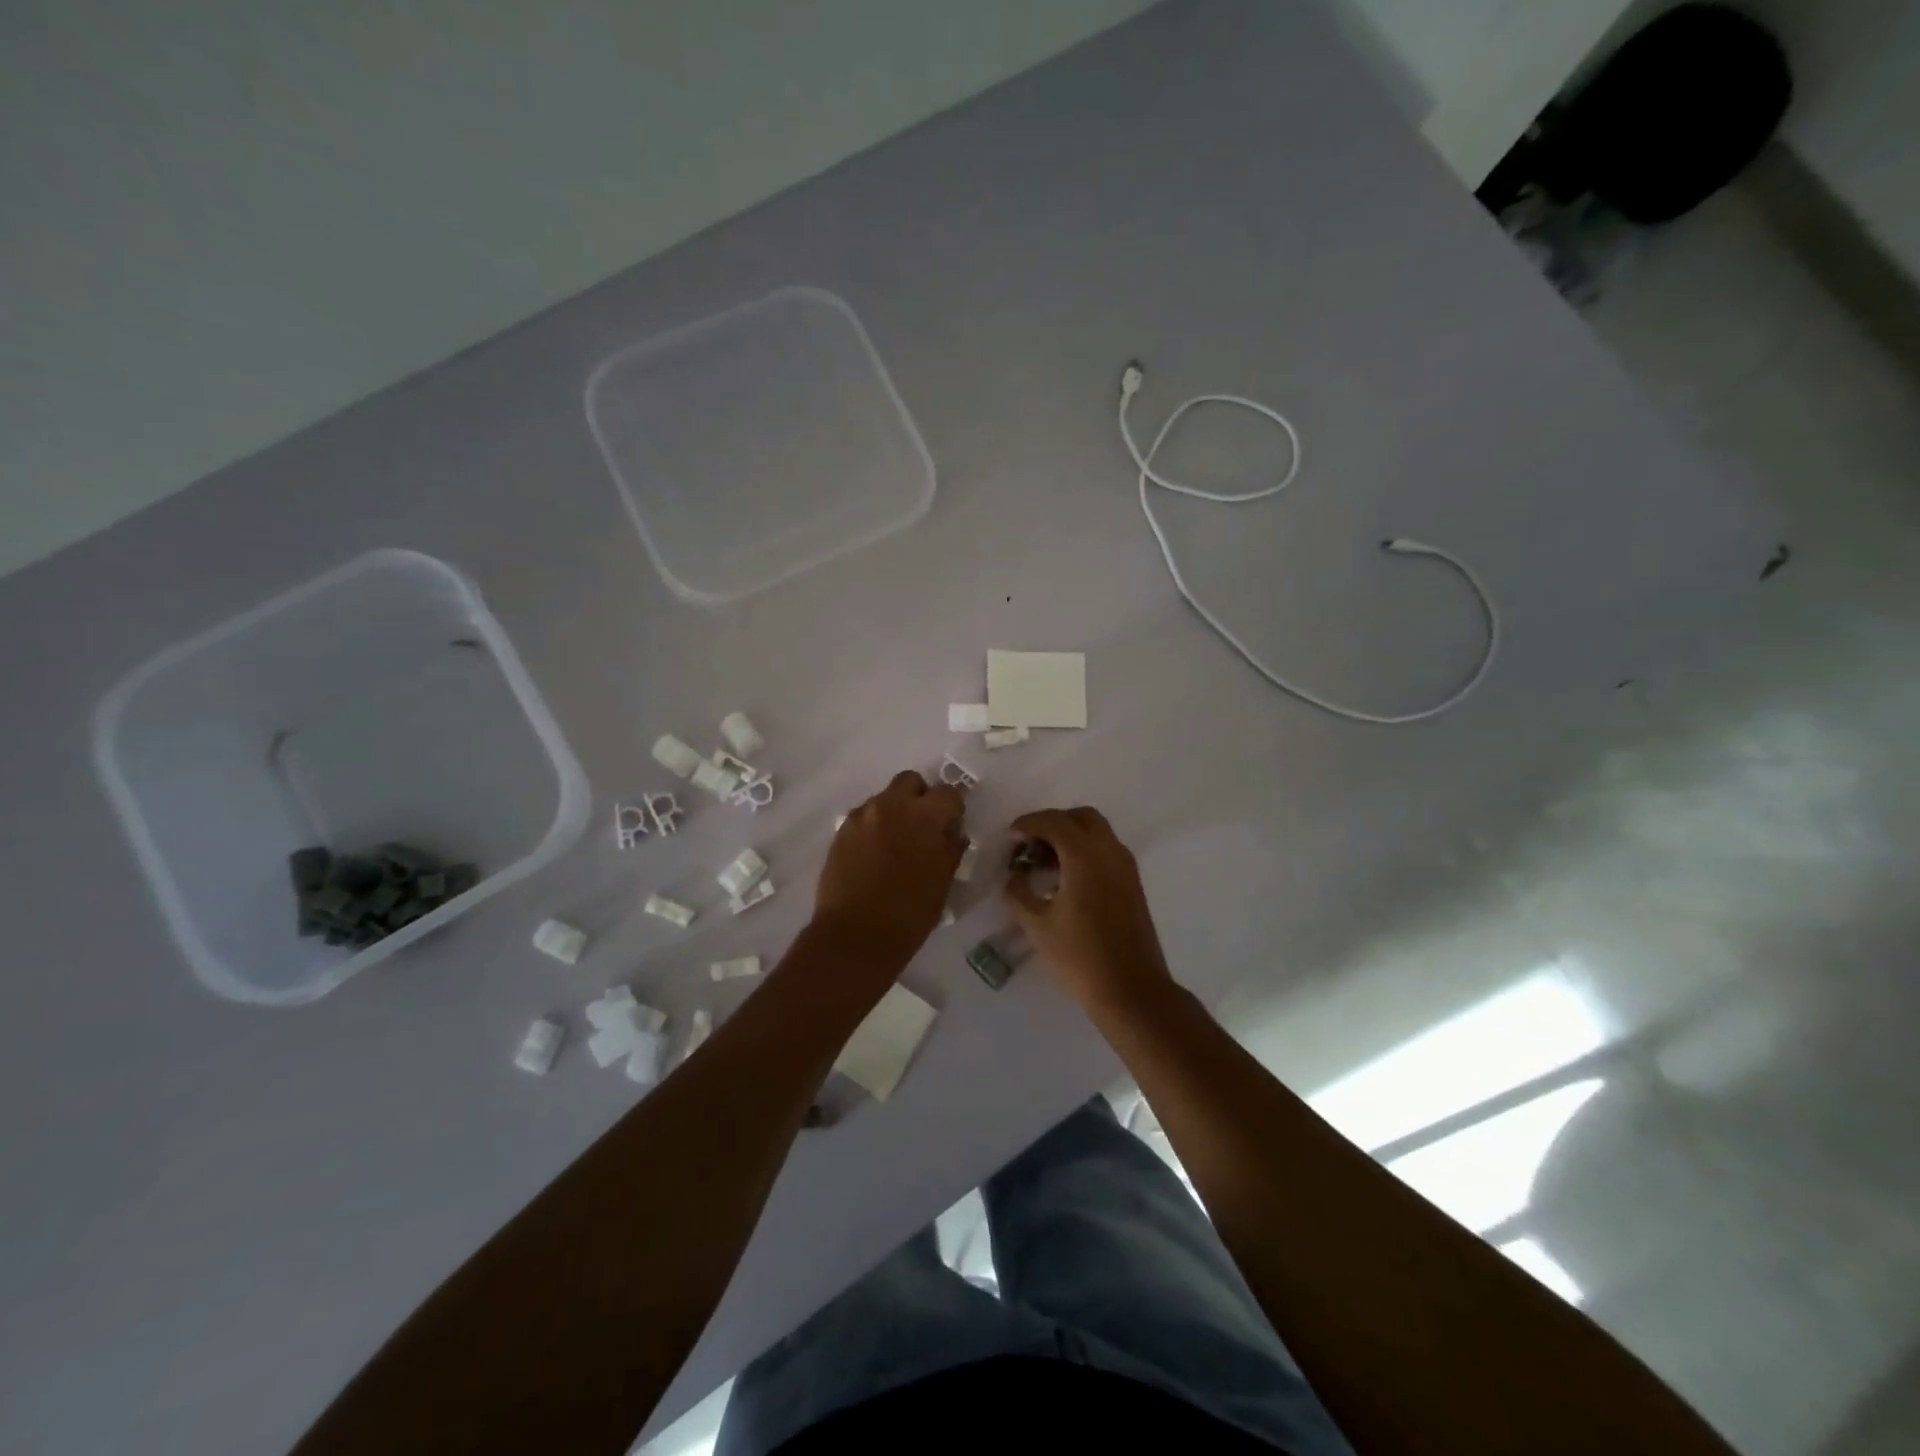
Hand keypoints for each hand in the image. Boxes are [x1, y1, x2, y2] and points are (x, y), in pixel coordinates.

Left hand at [814, 770, 966, 972]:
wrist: (856, 936)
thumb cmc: (910, 913)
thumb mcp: (943, 881)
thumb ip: (950, 848)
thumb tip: (952, 832)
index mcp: (925, 816)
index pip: (949, 793)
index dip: (953, 808)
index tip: (951, 826)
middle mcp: (892, 805)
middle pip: (911, 781)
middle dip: (920, 797)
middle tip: (922, 826)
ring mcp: (863, 816)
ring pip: (884, 798)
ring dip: (894, 812)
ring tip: (895, 844)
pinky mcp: (841, 830)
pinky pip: (864, 817)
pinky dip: (873, 827)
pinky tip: (873, 854)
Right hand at [1004, 807, 1173, 1015]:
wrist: (1131, 990)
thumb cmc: (1079, 957)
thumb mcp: (1037, 925)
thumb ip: (1018, 893)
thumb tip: (1014, 876)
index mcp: (1085, 856)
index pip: (1054, 822)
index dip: (1028, 823)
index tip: (1010, 837)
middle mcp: (1110, 852)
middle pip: (1081, 817)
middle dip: (1053, 823)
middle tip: (1030, 845)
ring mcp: (1126, 867)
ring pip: (1098, 832)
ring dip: (1071, 836)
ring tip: (1045, 863)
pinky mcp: (1133, 884)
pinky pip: (1107, 851)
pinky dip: (1085, 851)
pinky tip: (1066, 879)